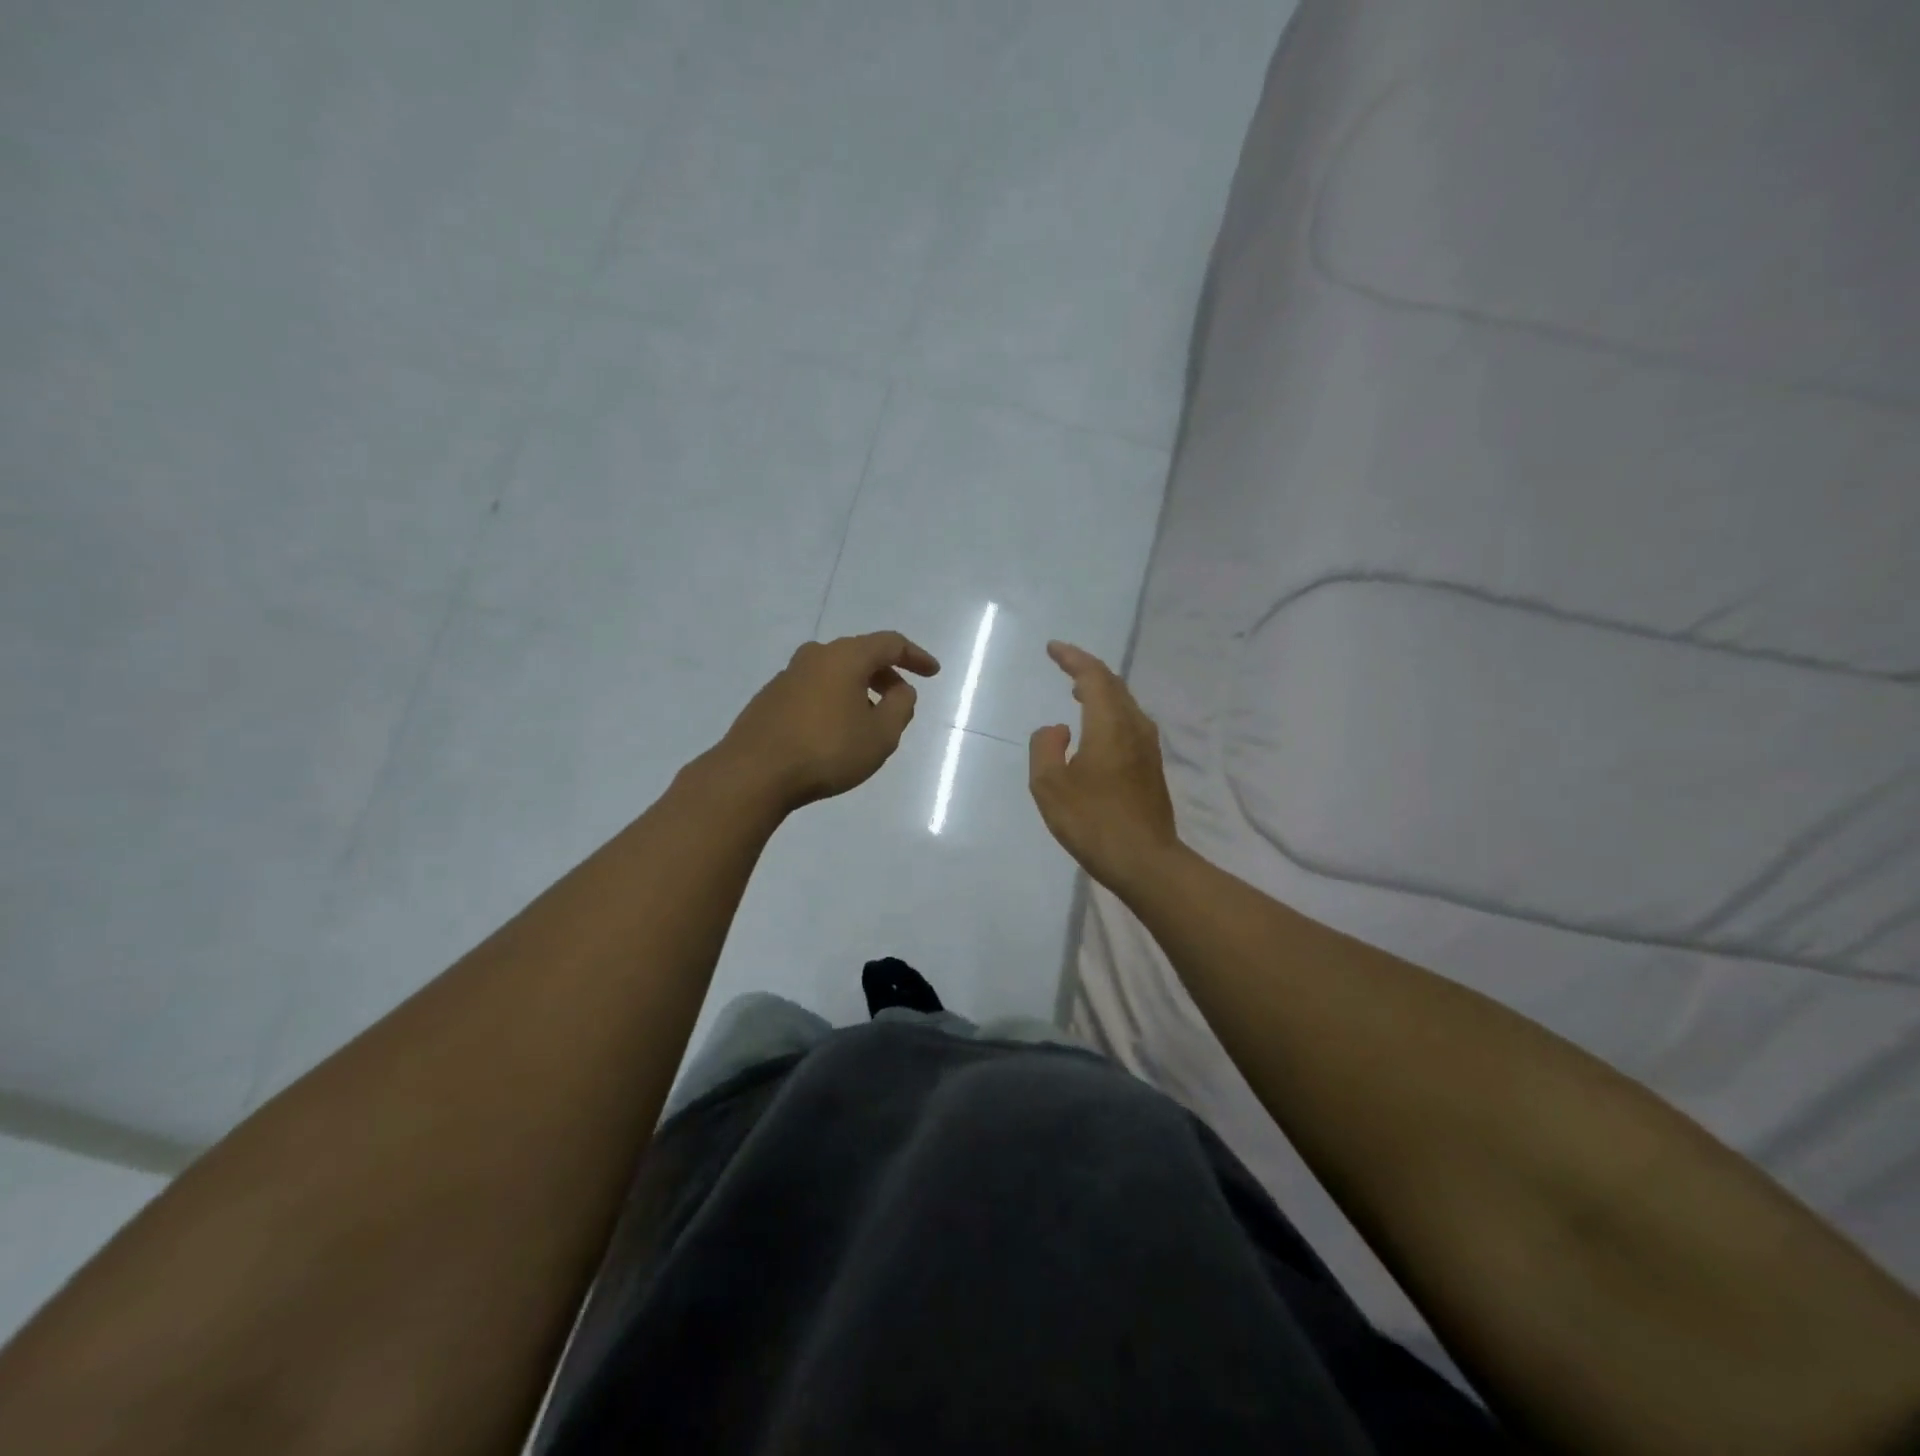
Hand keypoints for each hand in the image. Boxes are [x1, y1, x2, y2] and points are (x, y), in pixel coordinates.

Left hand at [715, 631, 940, 811]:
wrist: (754, 773)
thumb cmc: (827, 751)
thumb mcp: (880, 735)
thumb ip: (900, 707)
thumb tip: (900, 690)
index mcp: (845, 657)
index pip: (890, 643)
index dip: (915, 656)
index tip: (933, 672)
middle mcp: (815, 656)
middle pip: (860, 654)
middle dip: (886, 674)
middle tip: (901, 699)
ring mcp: (787, 675)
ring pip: (834, 671)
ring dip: (858, 688)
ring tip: (869, 718)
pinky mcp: (769, 698)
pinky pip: (813, 689)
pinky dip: (833, 699)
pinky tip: (834, 729)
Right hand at [1029, 641, 1179, 894]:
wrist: (1145, 860)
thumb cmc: (1092, 821)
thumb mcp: (1050, 786)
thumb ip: (1045, 747)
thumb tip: (1057, 729)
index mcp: (1110, 724)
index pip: (1093, 676)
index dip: (1073, 658)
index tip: (1053, 648)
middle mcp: (1134, 727)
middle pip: (1113, 685)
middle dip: (1087, 669)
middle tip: (1064, 663)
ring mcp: (1147, 747)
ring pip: (1124, 703)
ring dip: (1100, 690)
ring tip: (1077, 690)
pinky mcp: (1151, 767)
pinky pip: (1128, 722)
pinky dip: (1109, 711)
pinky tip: (1096, 727)